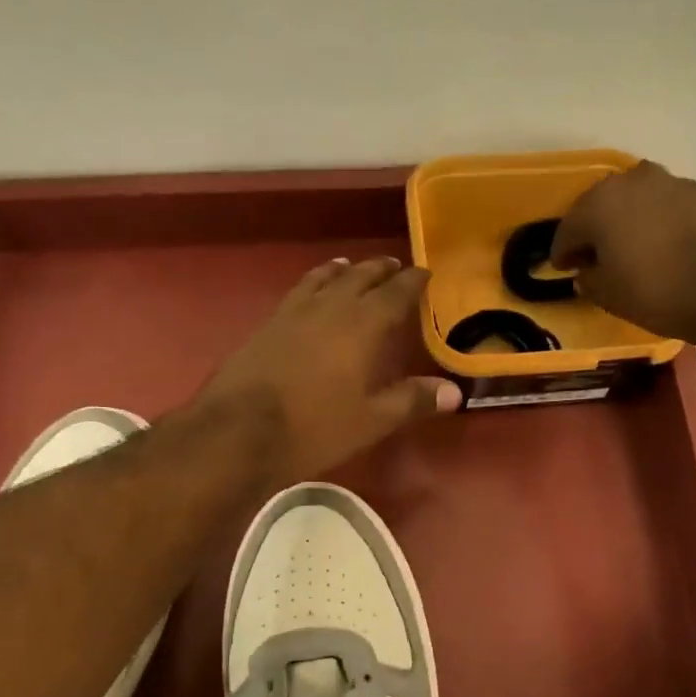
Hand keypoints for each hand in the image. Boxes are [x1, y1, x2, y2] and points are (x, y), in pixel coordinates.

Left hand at [195, 256, 460, 481]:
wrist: (240, 431)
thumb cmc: (315, 427)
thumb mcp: (371, 420)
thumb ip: (412, 401)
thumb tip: (455, 392)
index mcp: (363, 325)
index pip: (395, 293)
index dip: (413, 282)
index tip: (426, 273)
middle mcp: (330, 307)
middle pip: (360, 277)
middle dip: (380, 270)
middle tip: (394, 266)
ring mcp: (294, 312)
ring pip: (324, 278)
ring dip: (343, 270)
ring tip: (351, 266)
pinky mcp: (267, 324)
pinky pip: (298, 291)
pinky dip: (313, 283)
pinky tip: (310, 294)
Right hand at [550, 161, 695, 345]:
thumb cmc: (659, 291)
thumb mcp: (609, 296)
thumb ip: (589, 280)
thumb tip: (587, 272)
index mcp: (600, 203)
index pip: (567, 229)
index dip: (562, 253)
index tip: (563, 269)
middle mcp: (632, 181)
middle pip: (600, 206)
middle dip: (593, 231)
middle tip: (593, 258)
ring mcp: (671, 182)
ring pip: (635, 203)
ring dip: (626, 223)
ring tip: (629, 252)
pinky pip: (664, 208)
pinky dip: (656, 224)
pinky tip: (661, 248)